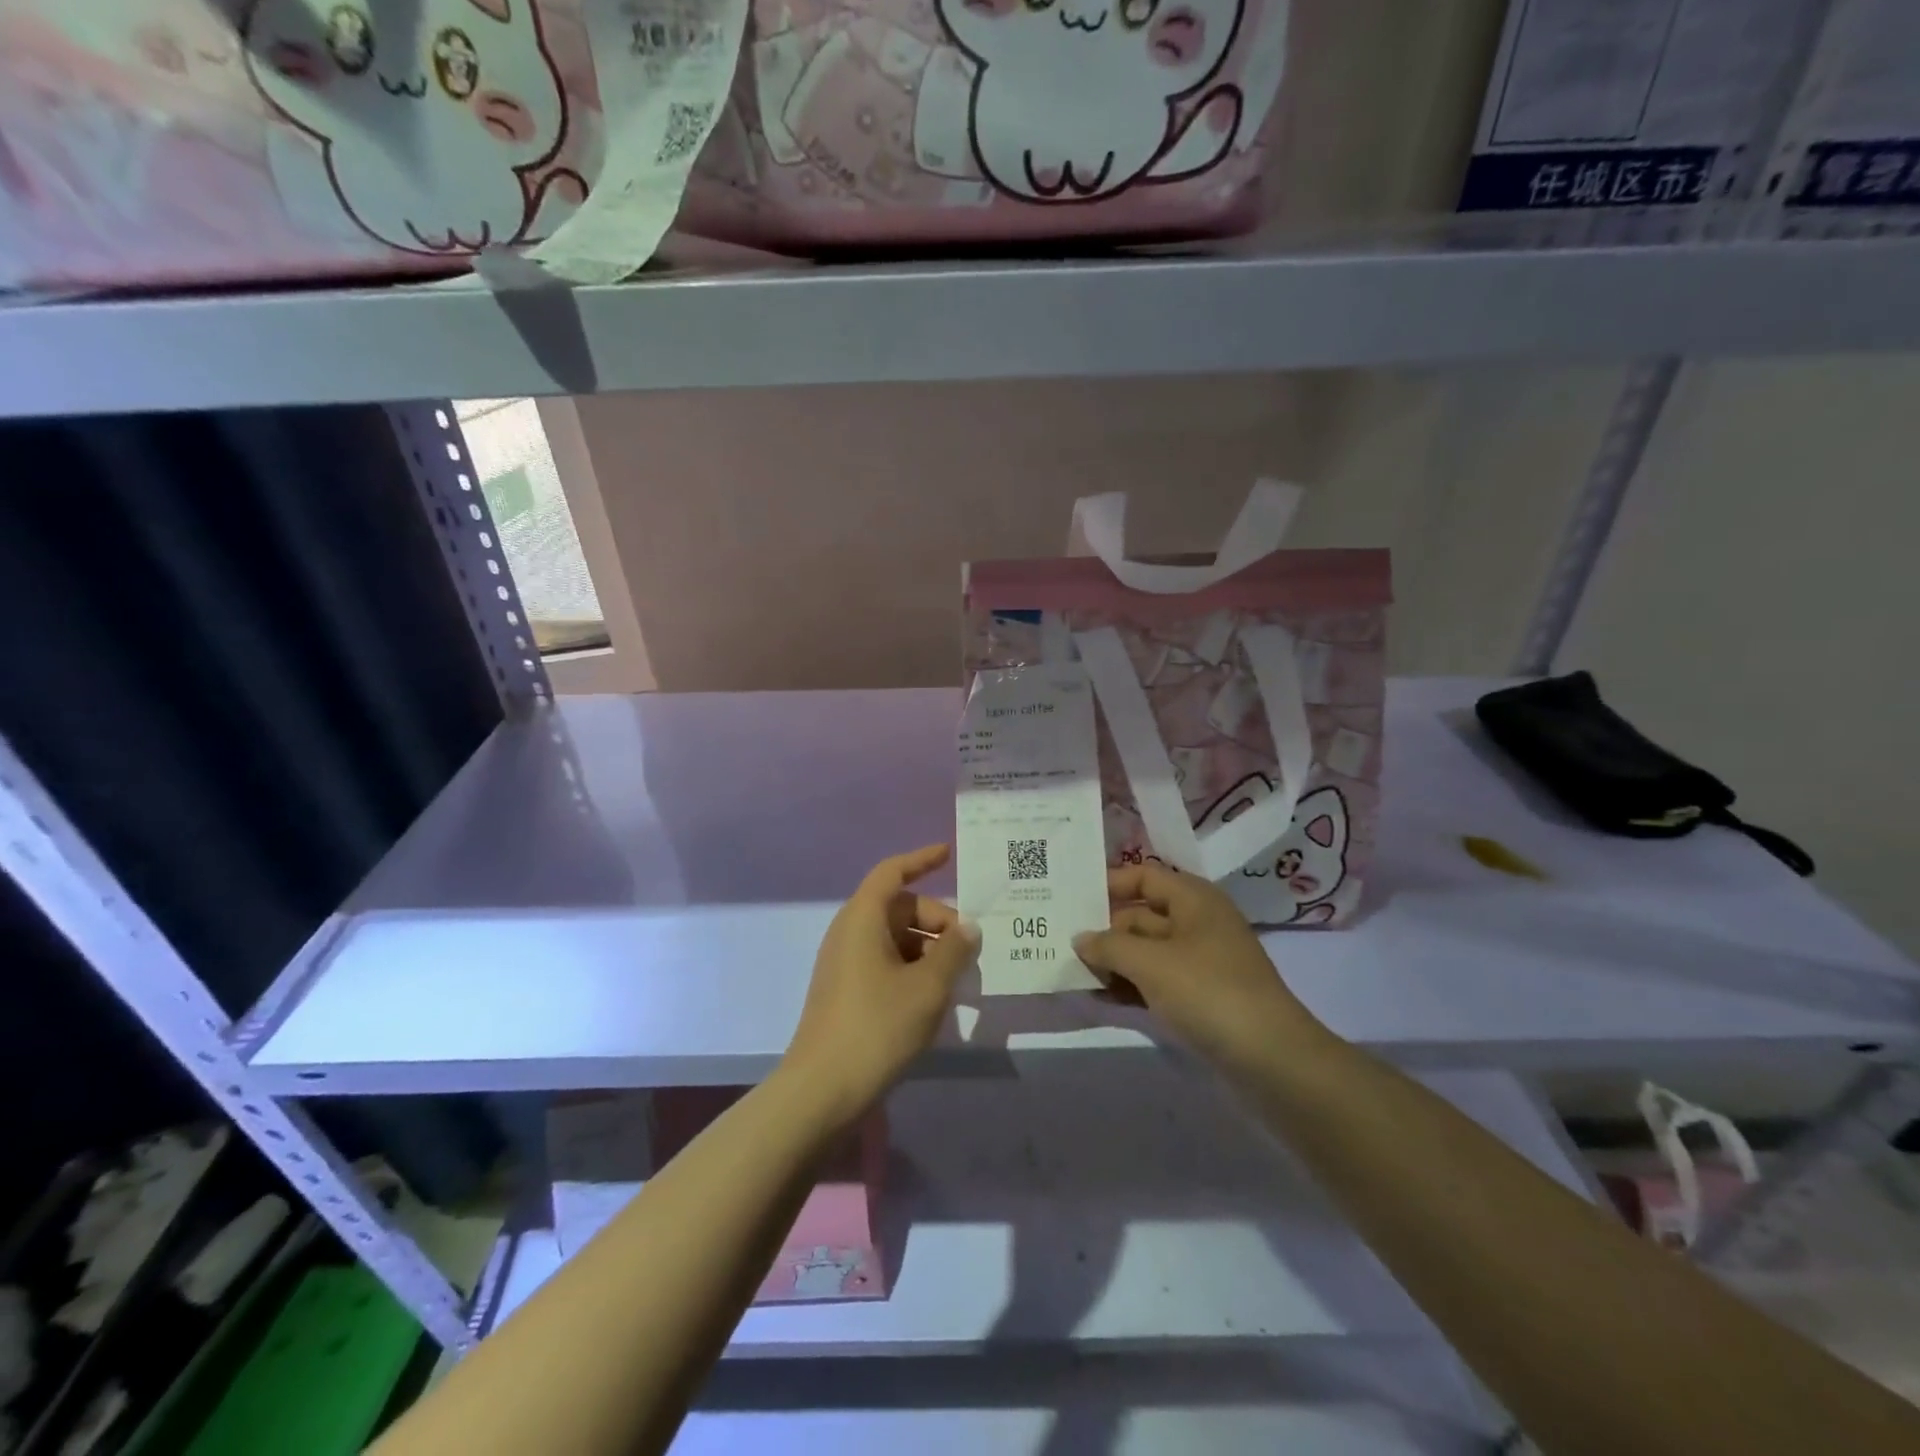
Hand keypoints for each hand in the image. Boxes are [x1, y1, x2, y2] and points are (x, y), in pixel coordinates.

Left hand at [781, 845, 978, 1125]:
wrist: (822, 1090)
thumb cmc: (877, 1026)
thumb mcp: (927, 986)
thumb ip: (953, 950)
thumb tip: (968, 928)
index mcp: (863, 918)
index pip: (893, 872)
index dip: (922, 859)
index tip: (950, 853)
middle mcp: (850, 932)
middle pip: (900, 907)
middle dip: (938, 919)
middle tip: (970, 948)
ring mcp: (845, 962)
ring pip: (895, 937)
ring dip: (928, 947)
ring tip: (959, 976)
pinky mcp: (846, 990)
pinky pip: (885, 961)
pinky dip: (912, 967)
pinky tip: (935, 996)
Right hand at [1073, 863, 1325, 1069]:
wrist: (1271, 1059)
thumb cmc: (1208, 992)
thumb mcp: (1151, 963)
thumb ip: (1108, 946)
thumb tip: (1080, 938)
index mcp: (1194, 899)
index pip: (1144, 876)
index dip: (1109, 884)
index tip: (1071, 899)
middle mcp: (1197, 923)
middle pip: (1141, 915)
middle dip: (1104, 929)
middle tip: (1061, 942)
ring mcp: (1200, 962)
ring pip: (1146, 951)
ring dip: (1114, 961)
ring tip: (1072, 972)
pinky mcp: (1200, 996)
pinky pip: (1156, 981)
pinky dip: (1131, 986)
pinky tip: (1100, 998)